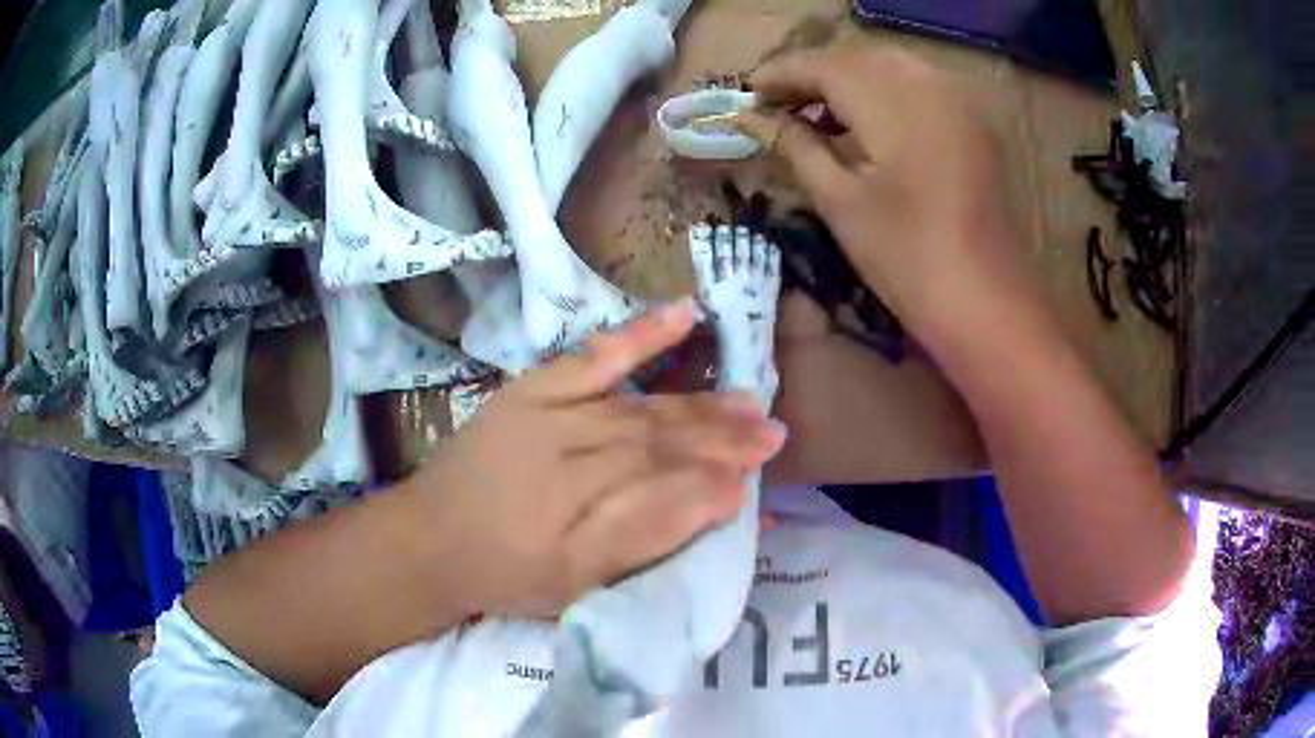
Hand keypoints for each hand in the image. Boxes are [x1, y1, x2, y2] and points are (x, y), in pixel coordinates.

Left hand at [412, 300, 785, 618]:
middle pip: (660, 445)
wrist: (427, 538)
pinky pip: (593, 356)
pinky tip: (685, 313)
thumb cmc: (505, 575)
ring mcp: (549, 414)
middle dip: (723, 440)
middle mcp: (566, 458)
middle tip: (775, 434)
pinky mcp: (533, 389)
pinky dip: (642, 335)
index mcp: (574, 518)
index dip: (716, 485)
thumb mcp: (574, 586)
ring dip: (701, 405)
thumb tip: (715, 503)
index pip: (666, 494)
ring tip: (750, 402)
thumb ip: (644, 543)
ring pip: (642, 409)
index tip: (759, 479)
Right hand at [737, 47, 1041, 349]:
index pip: (822, 65)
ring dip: (849, 81)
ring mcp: (958, 101)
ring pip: (889, 67)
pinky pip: (919, 86)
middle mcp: (927, 83)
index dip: (780, 74)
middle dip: (814, 75)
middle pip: (856, 58)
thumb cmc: (906, 256)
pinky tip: (867, 123)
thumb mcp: (839, 200)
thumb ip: (793, 145)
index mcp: (890, 100)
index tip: (747, 94)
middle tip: (779, 105)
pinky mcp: (974, 123)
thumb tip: (750, 117)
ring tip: (818, 115)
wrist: (986, 302)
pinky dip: (884, 92)